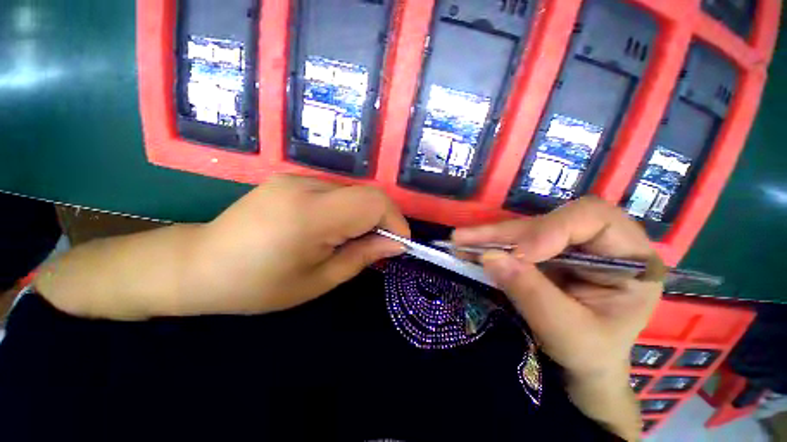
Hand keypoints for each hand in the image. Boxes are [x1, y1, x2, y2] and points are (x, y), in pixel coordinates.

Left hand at [184, 175, 408, 314]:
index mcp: (310, 215)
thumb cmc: (258, 286)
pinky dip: (348, 209)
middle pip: (367, 192)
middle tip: (380, 245)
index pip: (373, 202)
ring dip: (365, 214)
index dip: (395, 220)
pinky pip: (336, 191)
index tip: (399, 244)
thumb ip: (363, 256)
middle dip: (383, 218)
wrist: (199, 265)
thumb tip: (398, 244)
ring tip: (355, 239)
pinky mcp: (292, 179)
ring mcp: (296, 178)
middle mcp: (305, 186)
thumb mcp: (319, 281)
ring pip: (353, 191)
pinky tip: (334, 228)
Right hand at [453, 197, 662, 439]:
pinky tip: (468, 248)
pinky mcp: (545, 252)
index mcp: (631, 259)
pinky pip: (514, 241)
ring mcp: (569, 246)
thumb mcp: (568, 333)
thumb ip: (532, 294)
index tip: (519, 254)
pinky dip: (490, 245)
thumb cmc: (591, 354)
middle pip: (549, 221)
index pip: (593, 219)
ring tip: (460, 241)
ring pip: (526, 229)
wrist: (583, 365)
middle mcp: (600, 243)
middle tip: (466, 239)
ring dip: (491, 236)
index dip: (551, 229)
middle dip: (507, 233)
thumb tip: (490, 257)